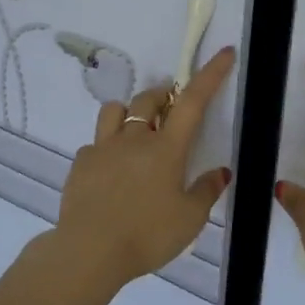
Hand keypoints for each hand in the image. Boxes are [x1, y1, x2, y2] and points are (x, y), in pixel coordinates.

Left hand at [54, 47, 235, 287]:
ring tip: (136, 130)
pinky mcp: (81, 163)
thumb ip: (206, 191)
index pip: (193, 101)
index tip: (224, 53)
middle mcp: (134, 139)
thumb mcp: (189, 219)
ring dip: (129, 112)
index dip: (210, 74)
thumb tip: (221, 172)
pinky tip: (110, 170)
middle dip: (163, 95)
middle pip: (149, 99)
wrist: (90, 251)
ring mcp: (103, 148)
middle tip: (171, 108)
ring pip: (115, 110)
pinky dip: (106, 147)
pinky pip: (94, 143)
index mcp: (166, 148)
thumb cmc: (147, 235)